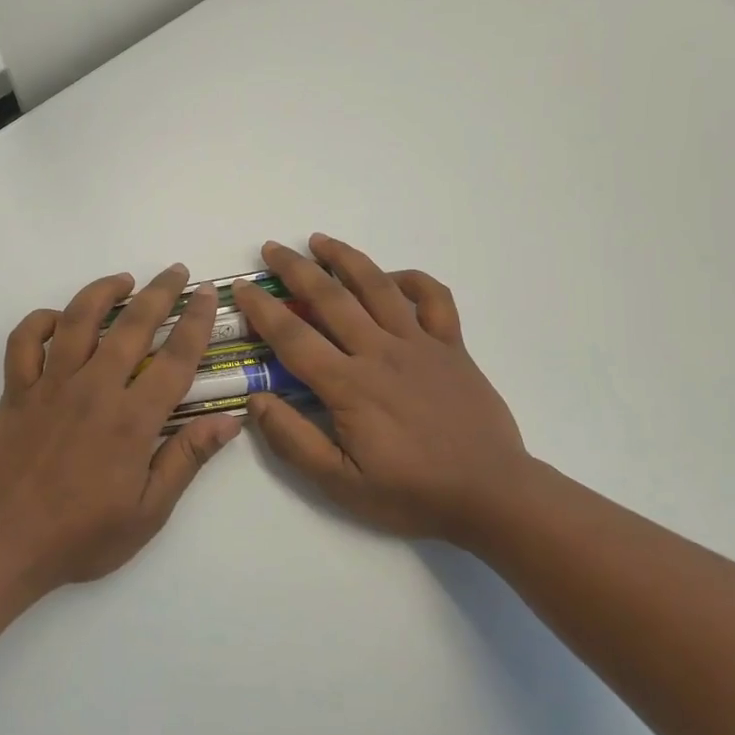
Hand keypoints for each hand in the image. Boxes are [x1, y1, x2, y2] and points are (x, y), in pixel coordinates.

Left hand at [0, 265, 242, 592]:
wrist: (2, 546)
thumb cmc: (81, 536)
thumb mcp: (148, 512)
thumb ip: (187, 459)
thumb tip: (230, 420)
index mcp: (132, 420)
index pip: (176, 358)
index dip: (195, 320)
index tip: (206, 294)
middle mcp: (94, 389)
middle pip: (132, 325)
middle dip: (159, 291)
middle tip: (175, 272)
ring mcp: (50, 385)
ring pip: (78, 319)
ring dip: (103, 292)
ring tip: (123, 280)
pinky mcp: (16, 391)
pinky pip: (24, 341)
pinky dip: (40, 321)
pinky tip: (59, 319)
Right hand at [233, 235, 530, 544]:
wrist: (492, 494)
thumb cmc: (412, 493)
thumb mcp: (341, 483)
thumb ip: (294, 441)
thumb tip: (256, 401)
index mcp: (350, 386)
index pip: (294, 337)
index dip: (263, 309)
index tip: (241, 288)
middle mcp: (381, 352)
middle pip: (330, 297)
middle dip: (295, 268)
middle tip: (271, 248)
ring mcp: (420, 344)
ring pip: (378, 286)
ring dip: (345, 258)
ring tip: (319, 240)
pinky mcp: (452, 346)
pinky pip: (434, 299)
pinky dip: (413, 280)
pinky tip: (393, 276)